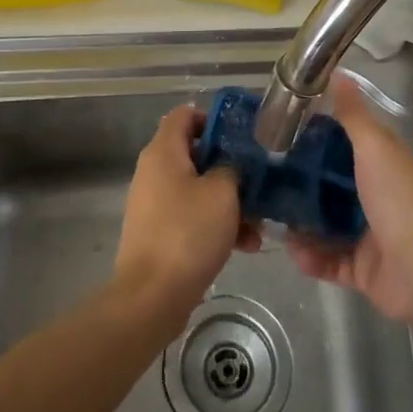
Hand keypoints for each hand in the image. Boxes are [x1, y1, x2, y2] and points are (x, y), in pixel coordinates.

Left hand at [115, 105, 259, 315]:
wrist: (152, 296)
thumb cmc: (187, 233)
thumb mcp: (222, 193)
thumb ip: (232, 168)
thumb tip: (231, 166)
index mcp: (163, 152)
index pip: (185, 114)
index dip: (214, 118)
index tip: (243, 135)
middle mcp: (154, 171)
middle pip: (196, 153)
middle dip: (230, 167)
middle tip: (259, 180)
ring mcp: (155, 203)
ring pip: (199, 189)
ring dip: (230, 202)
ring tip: (260, 223)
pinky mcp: (160, 232)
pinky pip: (192, 216)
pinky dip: (217, 224)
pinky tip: (246, 245)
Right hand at [286, 75, 412, 322]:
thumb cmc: (398, 200)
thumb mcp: (375, 147)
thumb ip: (353, 115)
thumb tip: (338, 74)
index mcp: (385, 167)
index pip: (348, 146)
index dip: (319, 138)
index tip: (285, 133)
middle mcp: (379, 199)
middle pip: (333, 187)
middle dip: (302, 184)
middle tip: (267, 179)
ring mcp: (371, 237)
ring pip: (327, 226)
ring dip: (300, 223)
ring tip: (271, 217)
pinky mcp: (363, 271)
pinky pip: (329, 262)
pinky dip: (310, 258)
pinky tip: (291, 251)